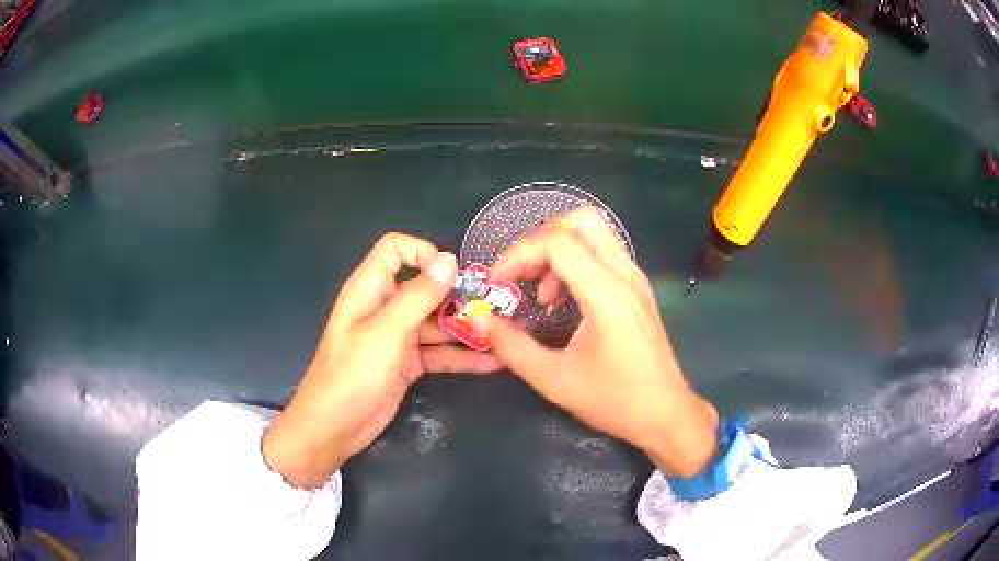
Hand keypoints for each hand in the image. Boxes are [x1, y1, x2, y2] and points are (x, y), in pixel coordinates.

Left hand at [263, 234, 502, 487]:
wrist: (335, 426)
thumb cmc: (354, 372)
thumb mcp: (388, 330)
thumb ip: (420, 294)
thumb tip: (448, 259)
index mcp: (370, 289)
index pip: (395, 249)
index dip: (423, 253)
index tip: (452, 274)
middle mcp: (384, 307)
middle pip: (424, 288)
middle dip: (458, 295)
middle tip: (494, 307)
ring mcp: (396, 337)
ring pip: (435, 323)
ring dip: (466, 328)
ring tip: (502, 335)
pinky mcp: (406, 364)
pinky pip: (438, 353)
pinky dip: (461, 357)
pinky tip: (493, 363)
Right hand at [487, 209, 718, 476]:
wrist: (665, 415)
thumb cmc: (614, 400)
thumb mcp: (554, 380)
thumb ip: (511, 347)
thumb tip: (479, 320)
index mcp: (607, 293)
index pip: (557, 243)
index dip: (518, 254)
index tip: (497, 282)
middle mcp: (625, 275)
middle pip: (581, 221)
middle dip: (542, 239)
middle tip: (522, 274)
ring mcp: (635, 279)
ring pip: (594, 235)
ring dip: (559, 251)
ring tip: (542, 296)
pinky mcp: (637, 290)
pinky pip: (603, 255)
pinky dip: (576, 263)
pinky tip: (564, 301)